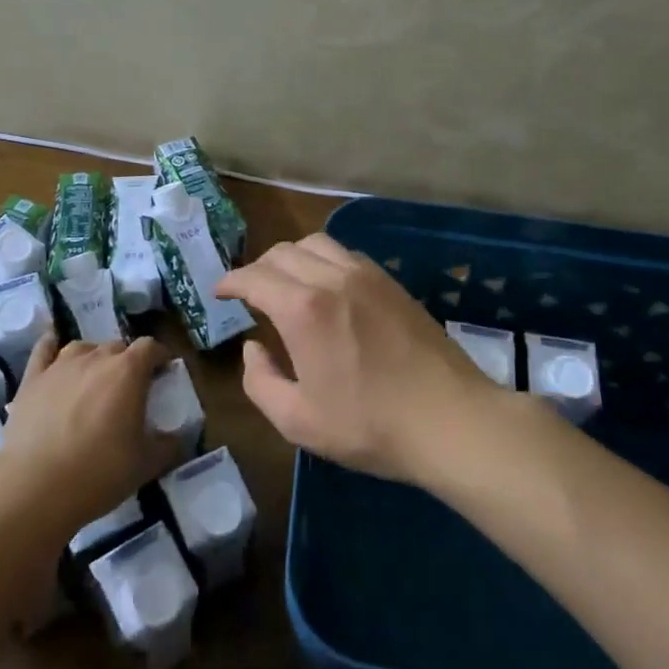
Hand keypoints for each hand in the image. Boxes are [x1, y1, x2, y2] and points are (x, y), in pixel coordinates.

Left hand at [0, 333, 181, 544]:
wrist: (35, 487)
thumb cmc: (99, 472)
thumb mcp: (146, 464)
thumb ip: (169, 446)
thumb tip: (179, 439)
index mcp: (128, 371)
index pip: (150, 347)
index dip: (159, 356)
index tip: (163, 373)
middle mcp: (95, 358)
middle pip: (117, 346)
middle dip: (127, 362)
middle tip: (129, 390)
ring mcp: (60, 365)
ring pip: (83, 347)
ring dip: (94, 358)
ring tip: (94, 380)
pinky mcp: (32, 378)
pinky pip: (44, 349)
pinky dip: (51, 346)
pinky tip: (53, 349)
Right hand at [217, 235, 495, 485]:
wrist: (449, 420)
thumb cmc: (369, 424)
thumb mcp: (297, 420)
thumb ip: (260, 381)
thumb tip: (253, 348)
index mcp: (302, 308)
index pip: (253, 277)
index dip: (230, 282)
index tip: (219, 293)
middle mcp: (330, 277)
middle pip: (281, 252)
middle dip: (256, 268)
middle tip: (249, 293)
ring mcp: (365, 274)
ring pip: (314, 243)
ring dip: (290, 257)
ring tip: (285, 283)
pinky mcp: (390, 281)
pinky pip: (344, 253)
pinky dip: (322, 259)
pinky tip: (325, 286)